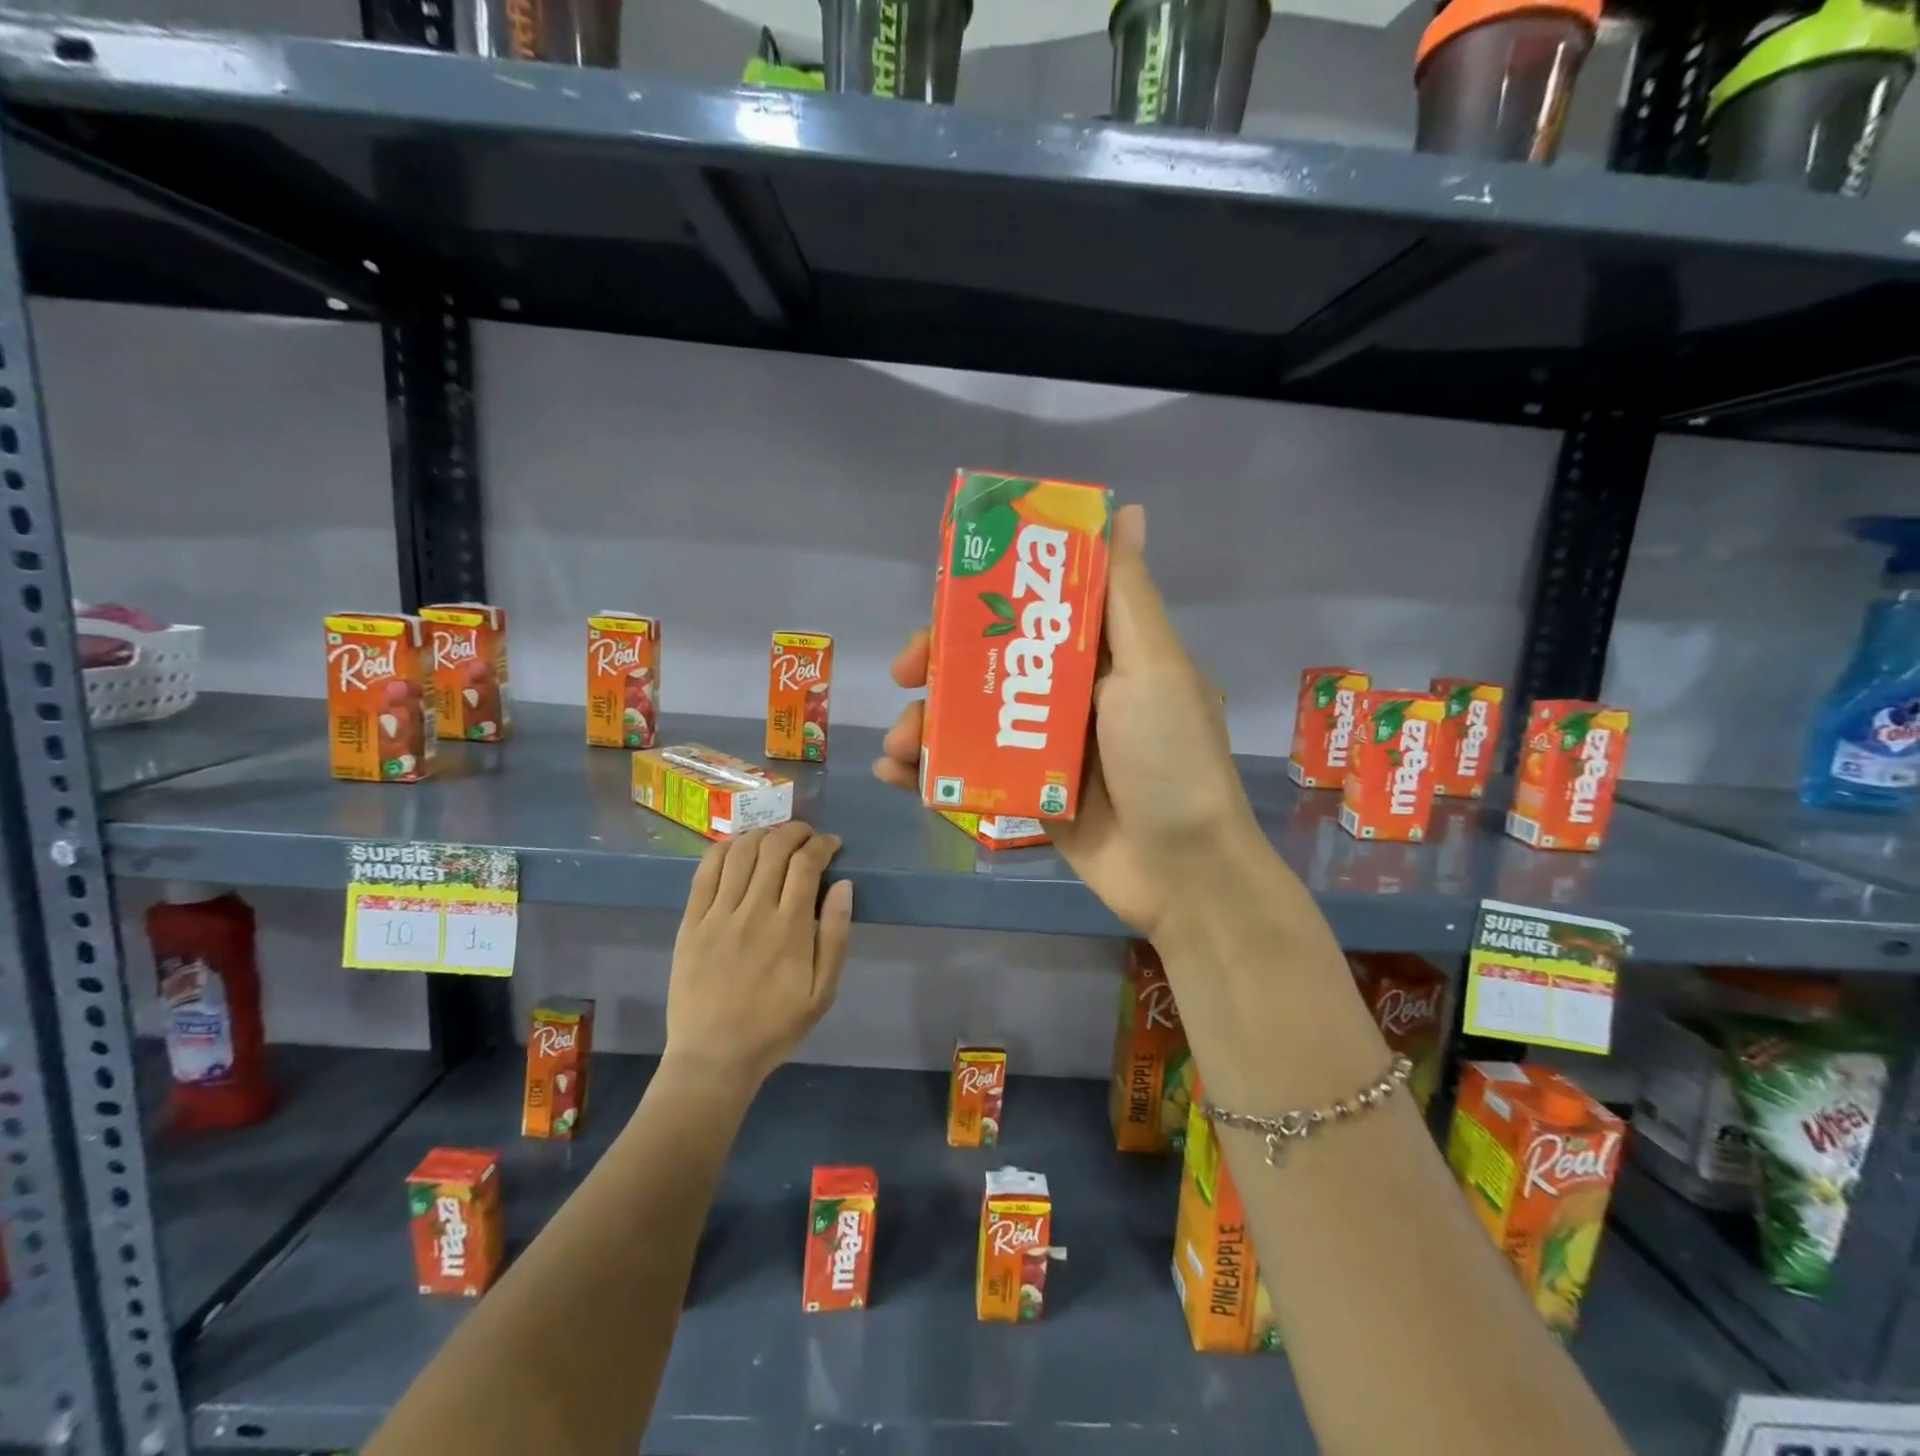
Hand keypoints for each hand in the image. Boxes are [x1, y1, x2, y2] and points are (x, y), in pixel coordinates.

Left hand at [665, 823, 853, 1087]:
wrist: (713, 1057)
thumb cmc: (775, 1027)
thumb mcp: (823, 992)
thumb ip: (836, 935)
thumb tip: (844, 885)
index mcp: (790, 929)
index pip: (807, 864)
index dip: (822, 844)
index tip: (831, 844)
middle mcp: (754, 911)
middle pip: (774, 848)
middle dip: (795, 831)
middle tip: (806, 835)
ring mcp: (718, 914)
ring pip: (740, 852)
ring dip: (762, 834)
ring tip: (774, 838)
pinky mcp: (691, 922)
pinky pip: (705, 872)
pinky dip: (724, 849)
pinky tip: (736, 847)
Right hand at [873, 504, 1258, 934]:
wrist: (1181, 872)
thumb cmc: (1169, 758)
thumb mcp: (1153, 667)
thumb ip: (1126, 593)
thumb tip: (1124, 510)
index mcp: (1102, 653)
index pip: (1031, 608)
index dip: (982, 598)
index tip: (940, 600)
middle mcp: (1071, 693)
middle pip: (989, 662)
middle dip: (940, 665)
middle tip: (905, 674)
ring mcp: (1045, 746)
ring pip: (971, 718)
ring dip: (926, 723)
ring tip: (899, 745)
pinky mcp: (1028, 792)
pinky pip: (971, 771)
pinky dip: (931, 772)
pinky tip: (896, 775)